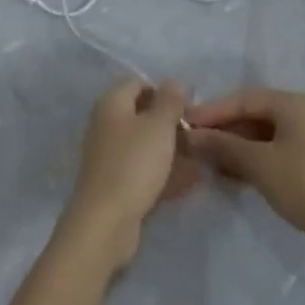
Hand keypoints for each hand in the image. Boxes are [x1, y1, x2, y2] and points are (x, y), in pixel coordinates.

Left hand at [59, 79, 196, 269]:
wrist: (104, 223)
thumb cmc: (133, 164)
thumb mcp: (159, 126)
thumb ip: (169, 101)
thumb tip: (171, 82)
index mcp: (111, 103)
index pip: (138, 83)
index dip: (163, 92)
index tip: (187, 108)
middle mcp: (105, 124)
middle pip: (141, 115)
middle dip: (170, 124)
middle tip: (196, 136)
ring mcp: (108, 156)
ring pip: (144, 145)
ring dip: (170, 151)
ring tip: (199, 160)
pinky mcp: (113, 184)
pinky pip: (142, 170)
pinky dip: (163, 173)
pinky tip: (188, 182)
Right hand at [186, 88, 304, 244]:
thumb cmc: (304, 184)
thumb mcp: (259, 163)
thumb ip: (224, 145)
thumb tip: (192, 136)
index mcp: (291, 103)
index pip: (242, 99)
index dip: (212, 110)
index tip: (185, 124)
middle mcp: (299, 113)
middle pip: (251, 115)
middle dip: (222, 129)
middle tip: (193, 144)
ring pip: (260, 135)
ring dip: (233, 146)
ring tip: (206, 161)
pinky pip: (270, 151)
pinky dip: (249, 159)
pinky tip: (230, 174)